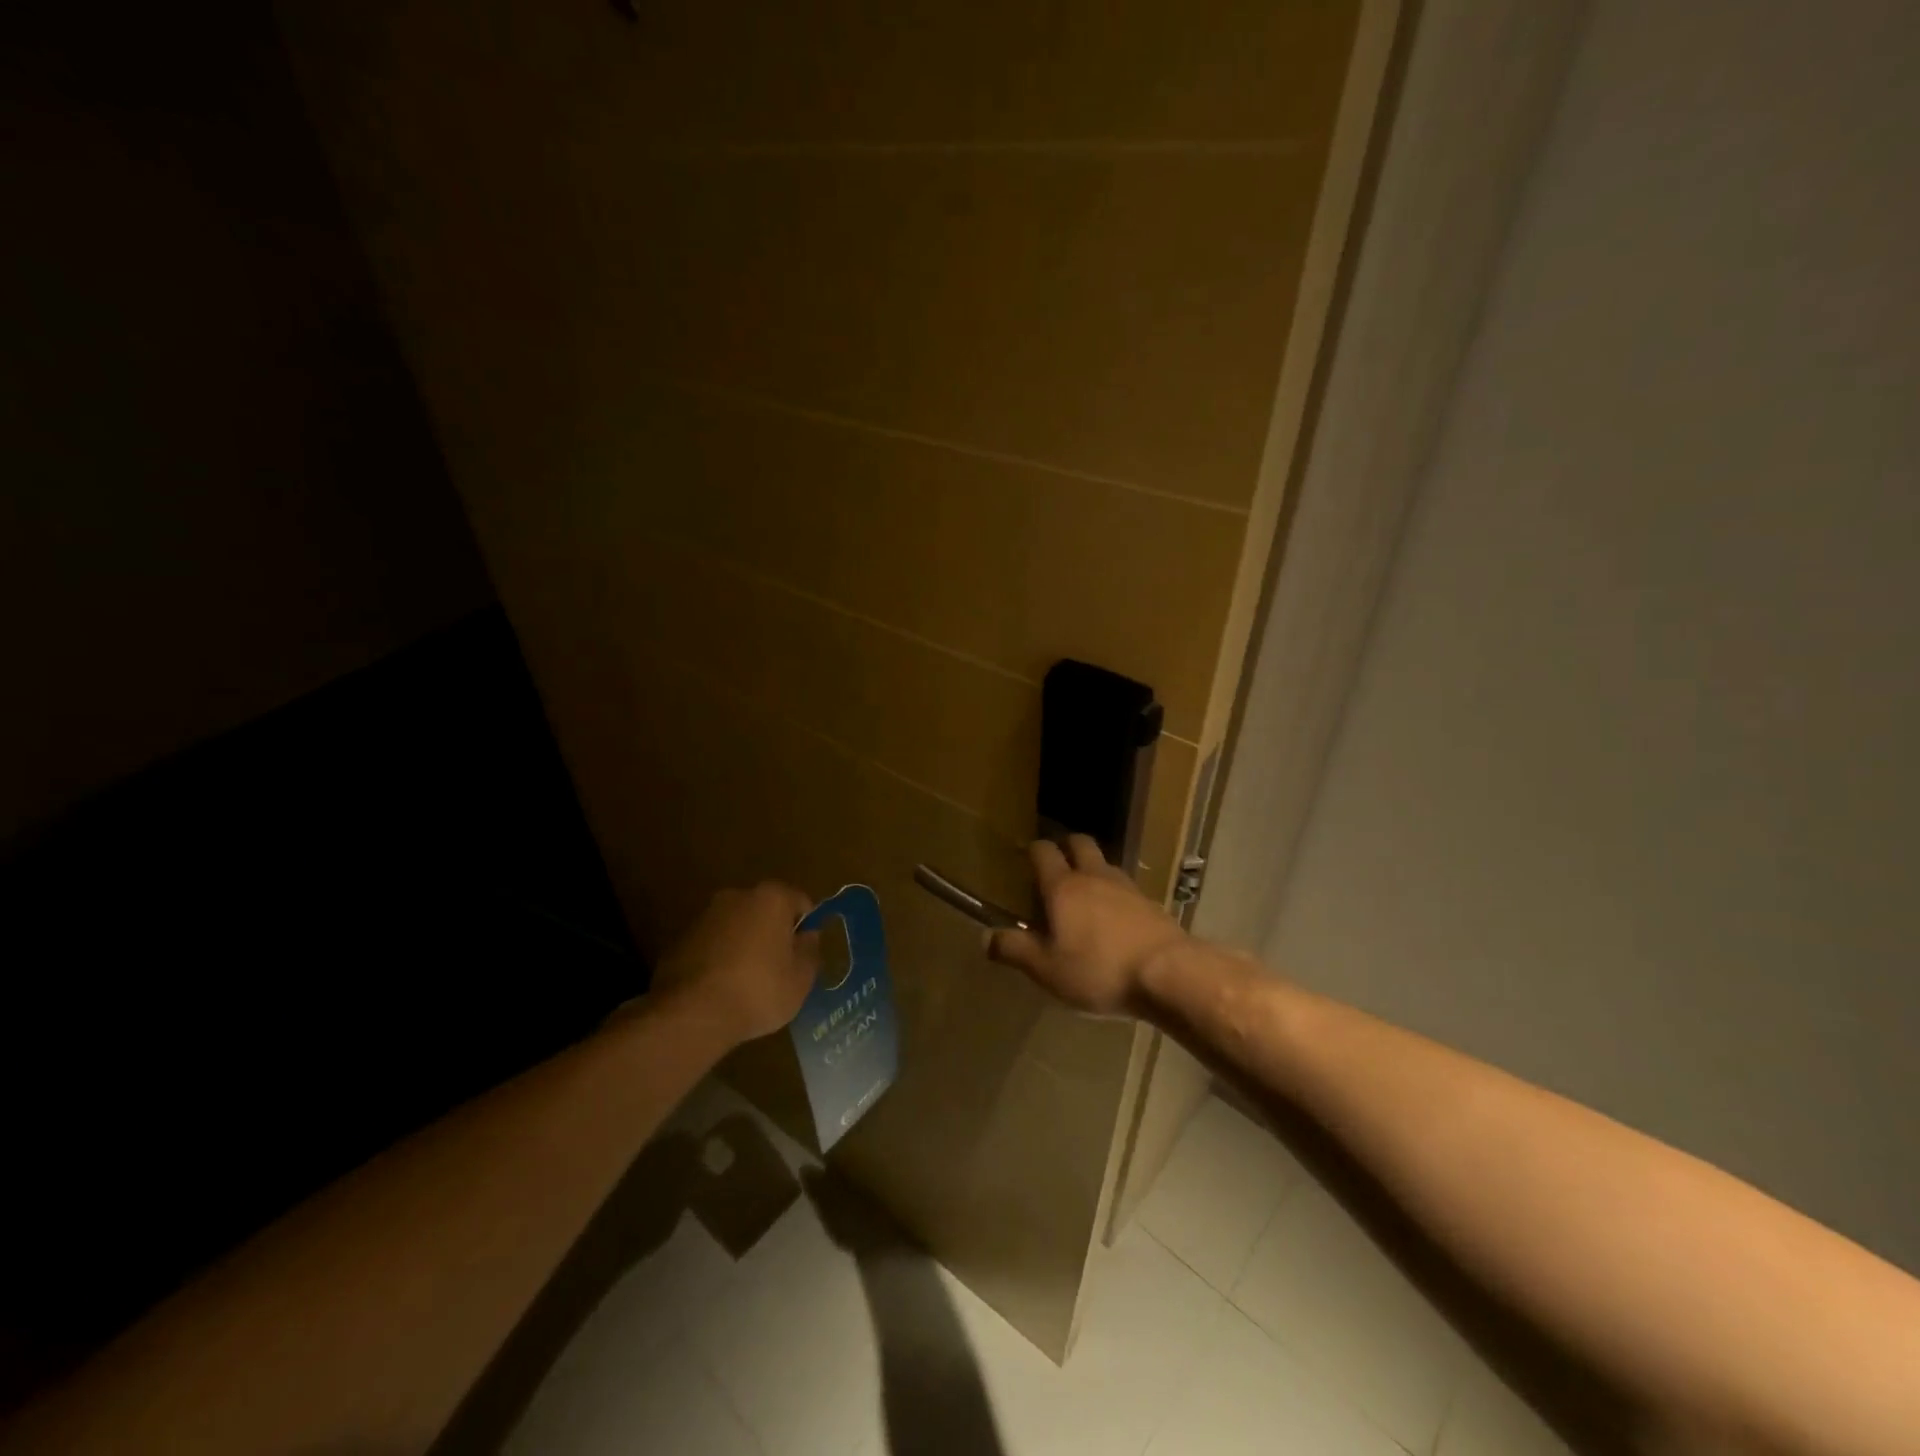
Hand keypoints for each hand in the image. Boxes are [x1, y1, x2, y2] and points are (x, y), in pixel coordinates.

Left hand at [653, 882, 820, 1046]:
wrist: (691, 1015)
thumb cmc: (758, 991)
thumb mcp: (801, 979)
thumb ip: (810, 951)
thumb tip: (807, 936)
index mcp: (771, 898)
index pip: (801, 902)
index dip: (806, 927)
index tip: (804, 954)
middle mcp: (737, 896)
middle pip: (766, 910)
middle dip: (773, 932)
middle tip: (779, 967)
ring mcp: (705, 916)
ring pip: (737, 926)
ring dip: (745, 944)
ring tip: (748, 982)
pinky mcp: (680, 939)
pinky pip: (713, 943)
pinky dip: (720, 957)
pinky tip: (722, 988)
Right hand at [986, 836, 1189, 1016]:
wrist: (1169, 973)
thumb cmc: (1099, 969)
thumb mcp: (1047, 969)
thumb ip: (1015, 950)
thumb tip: (985, 937)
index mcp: (1063, 887)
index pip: (1044, 853)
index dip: (1033, 850)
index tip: (1026, 856)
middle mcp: (1094, 877)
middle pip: (1080, 843)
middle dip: (1066, 846)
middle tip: (1057, 863)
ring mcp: (1127, 887)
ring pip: (1105, 864)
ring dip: (1092, 869)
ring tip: (1085, 891)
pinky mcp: (1151, 904)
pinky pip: (1126, 888)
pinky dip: (1115, 893)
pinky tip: (1114, 916)